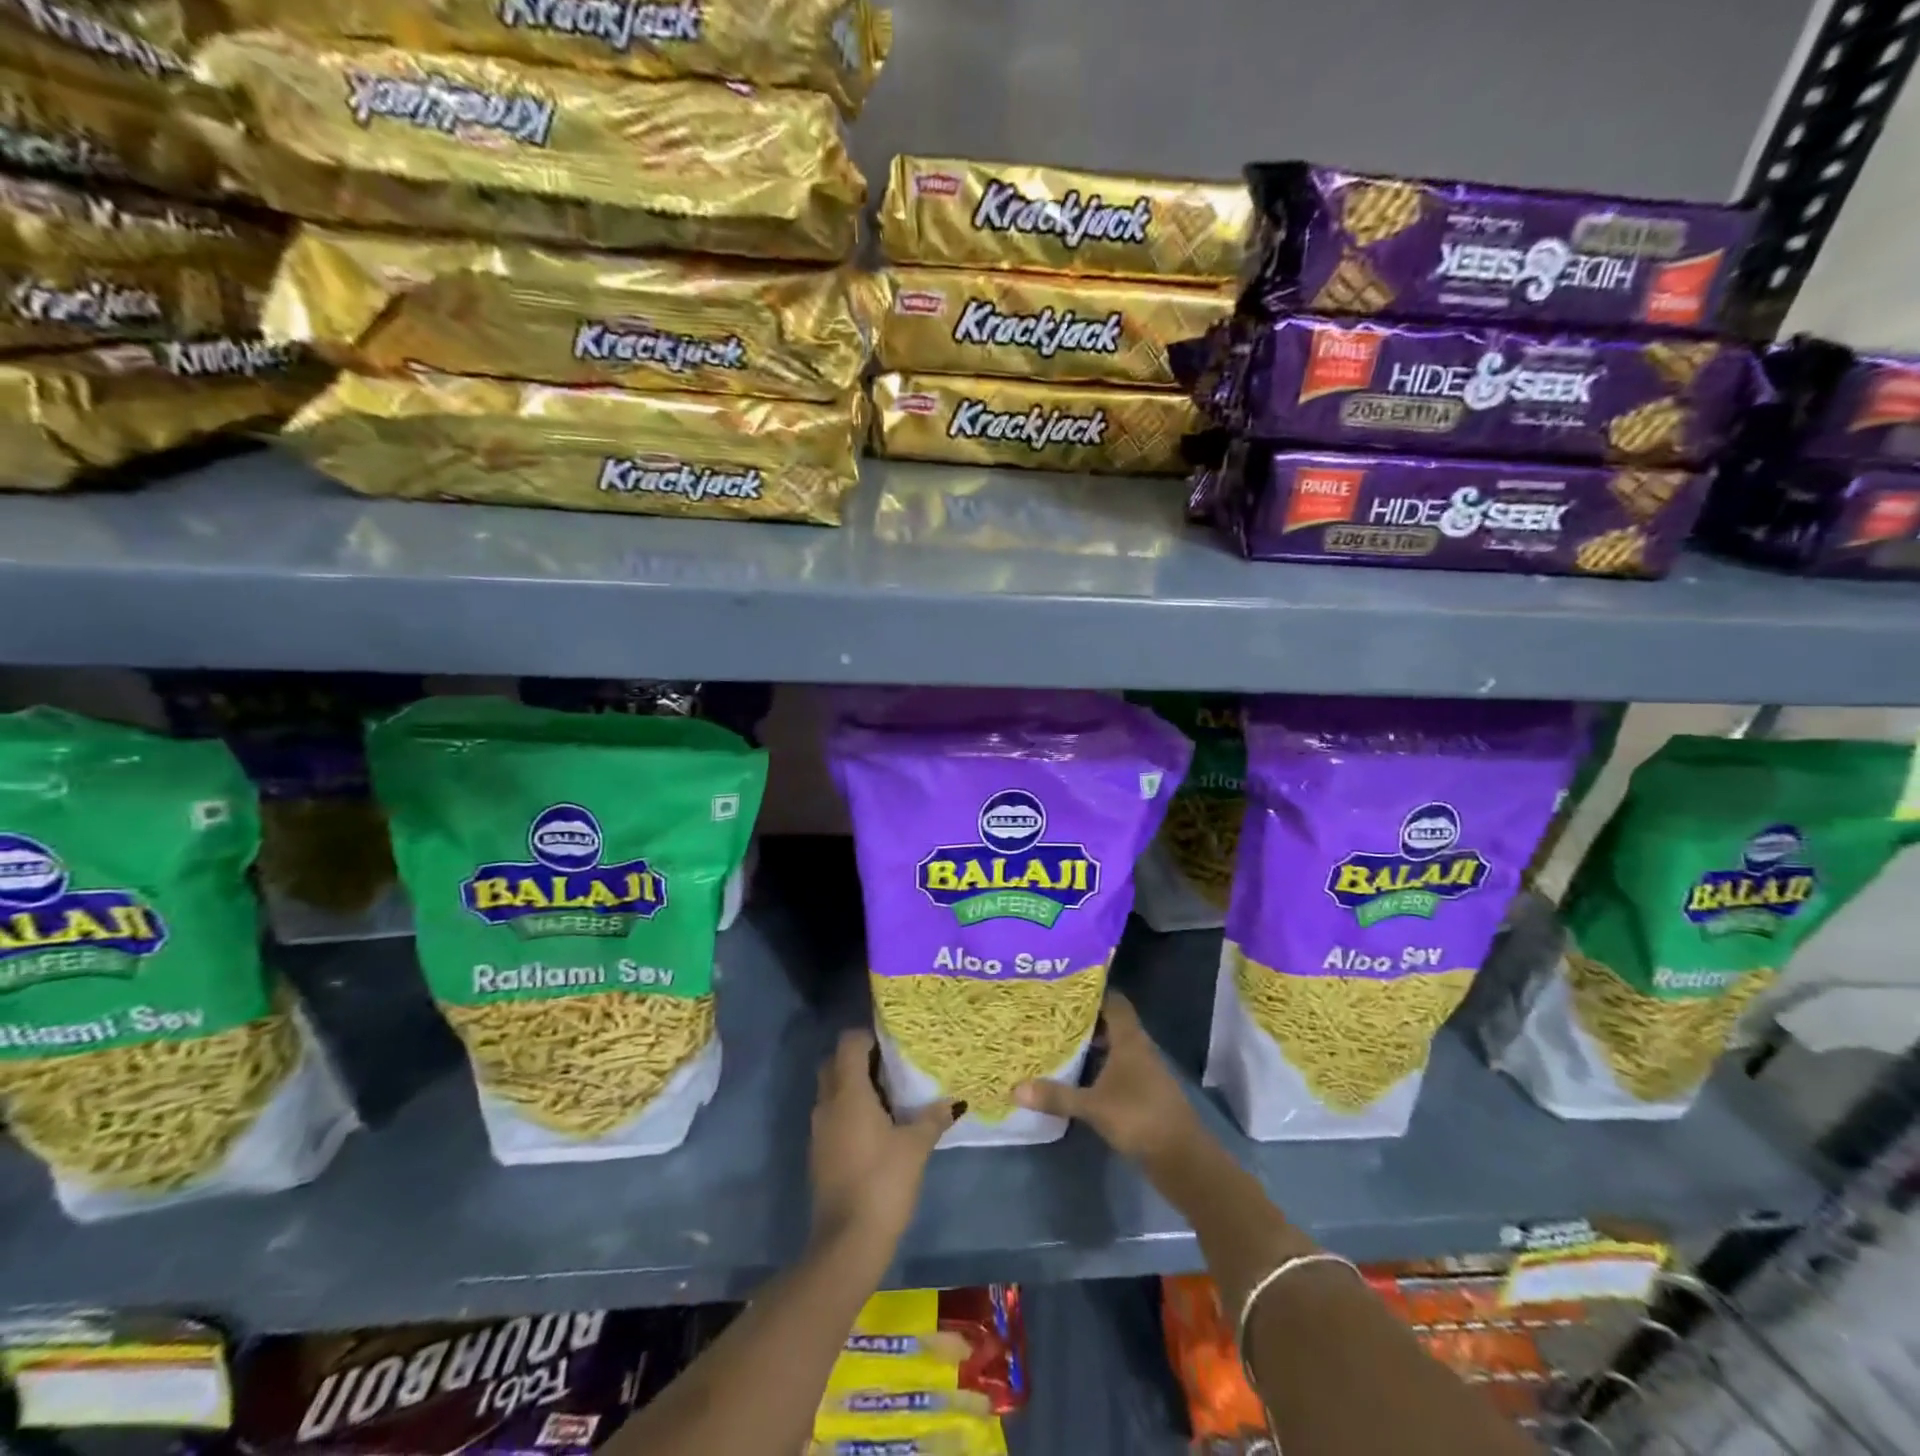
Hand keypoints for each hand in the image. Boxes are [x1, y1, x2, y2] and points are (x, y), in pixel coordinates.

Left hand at [810, 1028, 956, 1254]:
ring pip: (831, 1091)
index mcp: (848, 1093)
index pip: (848, 1043)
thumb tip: (953, 1102)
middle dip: (858, 1059)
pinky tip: (876, 1129)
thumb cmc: (883, 1183)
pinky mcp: (819, 1154)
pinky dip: (849, 1112)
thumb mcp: (915, 1147)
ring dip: (853, 1087)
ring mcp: (819, 1130)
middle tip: (890, 1068)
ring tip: (889, 1097)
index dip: (868, 1037)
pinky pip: (832, 1116)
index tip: (892, 1044)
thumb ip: (933, 1118)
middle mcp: (828, 1104)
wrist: (847, 1243)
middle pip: (834, 1063)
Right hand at [1014, 991, 1199, 1165]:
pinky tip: (1077, 1077)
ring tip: (1057, 1042)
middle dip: (1084, 1020)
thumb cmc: (1139, 1118)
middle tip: (1051, 1016)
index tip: (1064, 989)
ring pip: (1114, 1048)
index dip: (1092, 993)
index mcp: (1130, 1039)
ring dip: (1091, 1046)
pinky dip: (1099, 1068)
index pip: (1114, 1001)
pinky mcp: (1144, 1093)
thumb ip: (1056, 1095)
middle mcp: (1138, 1049)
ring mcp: (1144, 1072)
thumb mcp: (1093, 1106)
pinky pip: (1117, 1069)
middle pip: (1111, 1024)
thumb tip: (1015, 1088)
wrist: (1182, 1158)